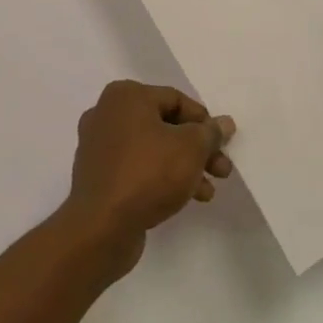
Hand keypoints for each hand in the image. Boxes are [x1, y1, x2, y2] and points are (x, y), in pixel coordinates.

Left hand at [64, 81, 234, 274]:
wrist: (101, 226)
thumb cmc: (148, 173)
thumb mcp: (191, 148)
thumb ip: (210, 133)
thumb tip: (224, 122)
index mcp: (125, 96)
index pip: (176, 100)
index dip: (205, 121)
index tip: (223, 144)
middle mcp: (107, 114)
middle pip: (165, 125)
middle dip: (198, 149)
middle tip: (222, 170)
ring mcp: (99, 146)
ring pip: (153, 149)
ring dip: (184, 166)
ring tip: (208, 191)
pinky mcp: (98, 175)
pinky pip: (137, 168)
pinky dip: (161, 177)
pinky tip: (186, 198)